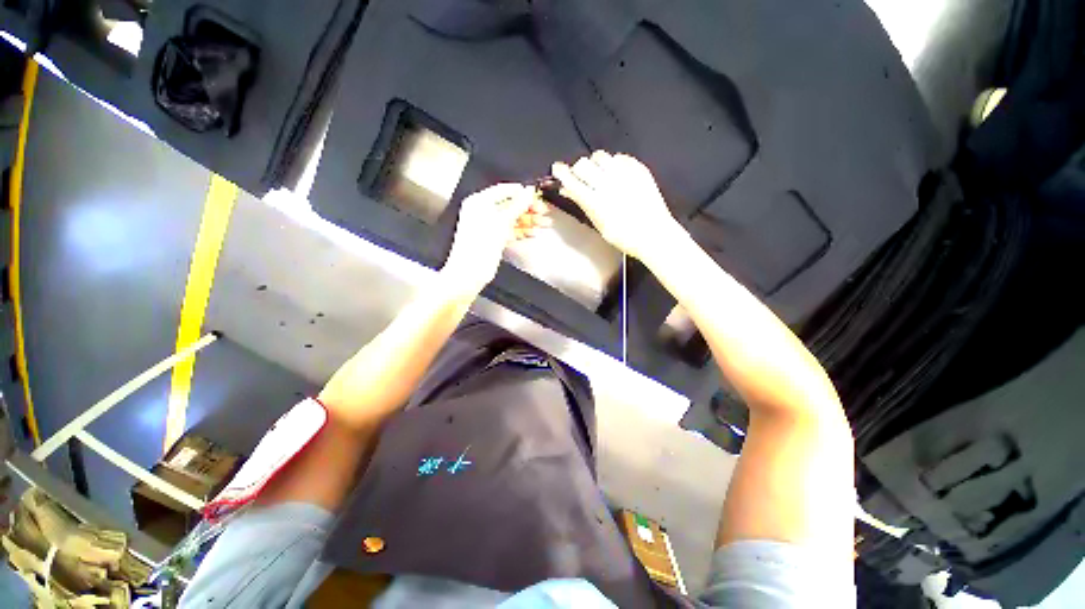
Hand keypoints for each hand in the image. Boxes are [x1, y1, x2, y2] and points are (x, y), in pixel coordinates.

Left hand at [441, 183, 550, 295]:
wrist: (471, 272)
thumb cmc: (478, 247)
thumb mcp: (501, 222)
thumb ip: (517, 206)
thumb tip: (528, 192)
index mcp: (479, 202)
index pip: (503, 190)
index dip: (521, 192)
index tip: (536, 195)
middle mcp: (482, 212)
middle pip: (510, 206)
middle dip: (528, 209)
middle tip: (543, 211)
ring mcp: (488, 227)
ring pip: (512, 219)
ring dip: (529, 221)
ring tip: (544, 223)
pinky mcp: (493, 239)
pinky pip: (510, 231)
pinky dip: (522, 231)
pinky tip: (533, 233)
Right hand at [552, 151, 683, 262]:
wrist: (654, 234)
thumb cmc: (623, 237)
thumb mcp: (598, 224)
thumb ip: (582, 204)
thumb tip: (567, 190)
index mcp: (595, 202)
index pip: (571, 180)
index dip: (561, 172)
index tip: (557, 169)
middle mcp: (607, 184)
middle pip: (583, 164)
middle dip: (578, 169)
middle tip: (581, 178)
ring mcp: (624, 174)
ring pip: (600, 156)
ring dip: (595, 164)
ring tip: (599, 174)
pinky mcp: (639, 169)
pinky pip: (620, 157)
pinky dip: (614, 164)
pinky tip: (616, 175)